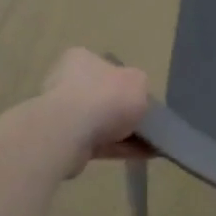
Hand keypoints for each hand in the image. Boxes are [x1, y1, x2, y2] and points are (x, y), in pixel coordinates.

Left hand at [33, 48, 151, 173]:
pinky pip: (98, 143)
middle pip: (103, 97)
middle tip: (147, 122)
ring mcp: (63, 114)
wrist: (68, 134)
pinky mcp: (64, 141)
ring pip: (101, 123)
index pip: (105, 67)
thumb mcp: (138, 82)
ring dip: (125, 133)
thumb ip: (139, 87)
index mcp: (81, 59)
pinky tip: (142, 155)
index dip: (126, 82)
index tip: (140, 97)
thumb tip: (135, 97)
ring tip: (152, 144)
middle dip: (124, 111)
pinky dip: (119, 149)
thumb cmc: (105, 96)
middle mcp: (67, 83)